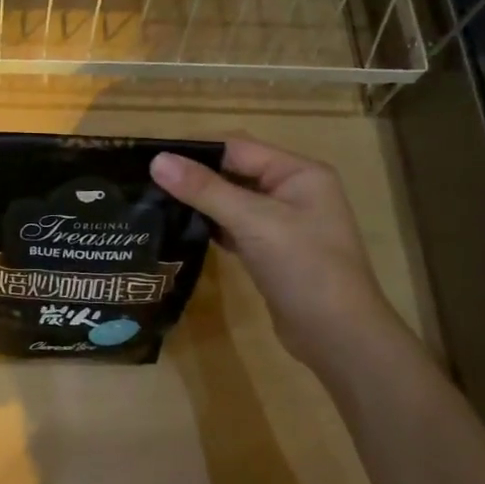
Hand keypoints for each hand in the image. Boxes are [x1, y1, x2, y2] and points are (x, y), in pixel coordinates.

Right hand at [151, 139, 398, 366]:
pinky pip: (235, 227)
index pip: (238, 147)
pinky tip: (181, 229)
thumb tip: (157, 161)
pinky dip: (211, 226)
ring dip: (200, 201)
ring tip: (155, 201)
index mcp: (299, 172)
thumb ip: (205, 189)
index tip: (151, 156)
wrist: (338, 336)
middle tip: (146, 180)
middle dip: (194, 175)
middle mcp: (293, 191)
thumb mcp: (253, 222)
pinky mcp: (271, 251)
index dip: (195, 150)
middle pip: (235, 172)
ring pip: (232, 201)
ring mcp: (283, 223)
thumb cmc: (304, 268)